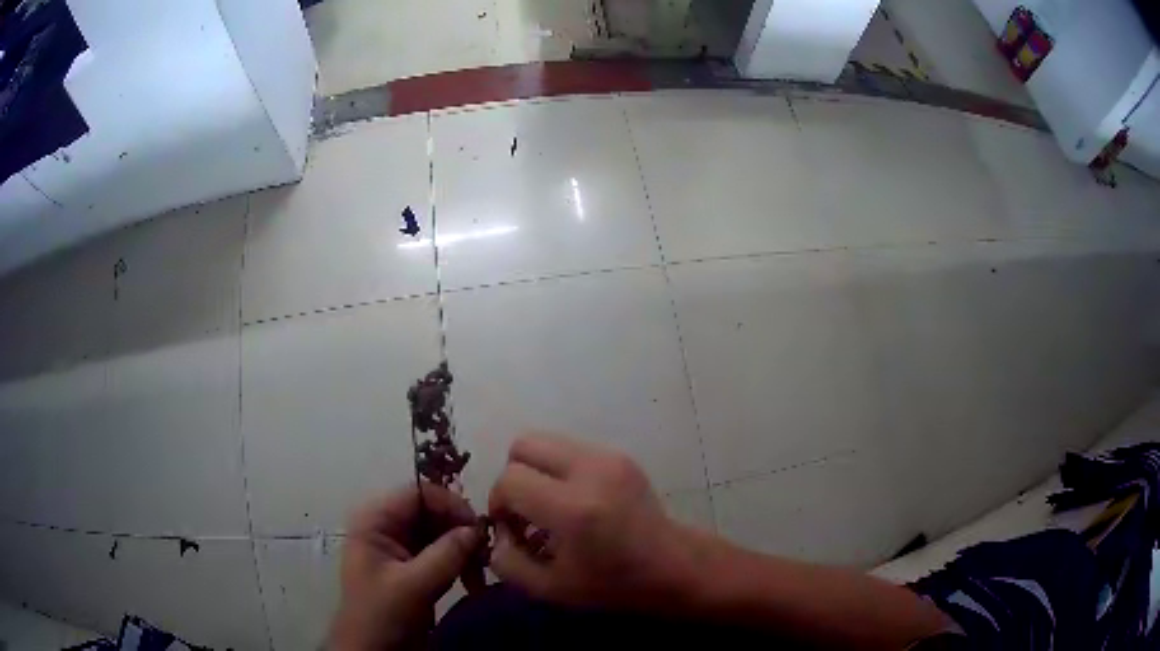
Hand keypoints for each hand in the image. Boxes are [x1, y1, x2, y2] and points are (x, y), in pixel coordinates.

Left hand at [330, 483, 484, 650]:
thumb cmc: (382, 615)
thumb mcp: (413, 586)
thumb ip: (446, 554)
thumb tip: (478, 529)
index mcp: (376, 520)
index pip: (418, 493)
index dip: (450, 504)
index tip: (479, 528)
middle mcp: (388, 526)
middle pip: (434, 511)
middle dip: (461, 531)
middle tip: (487, 555)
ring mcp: (402, 546)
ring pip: (443, 532)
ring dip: (466, 550)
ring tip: (482, 573)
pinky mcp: (416, 566)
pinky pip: (445, 552)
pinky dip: (462, 564)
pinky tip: (474, 582)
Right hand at [487, 432, 698, 610]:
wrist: (675, 566)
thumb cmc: (615, 585)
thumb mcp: (550, 588)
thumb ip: (507, 562)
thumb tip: (497, 534)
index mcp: (573, 508)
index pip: (510, 480)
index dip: (498, 503)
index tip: (511, 530)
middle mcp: (590, 470)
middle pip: (523, 445)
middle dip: (512, 476)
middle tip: (524, 511)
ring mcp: (608, 457)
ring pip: (546, 442)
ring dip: (536, 472)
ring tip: (549, 508)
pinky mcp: (620, 455)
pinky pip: (570, 450)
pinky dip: (558, 471)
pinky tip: (573, 503)